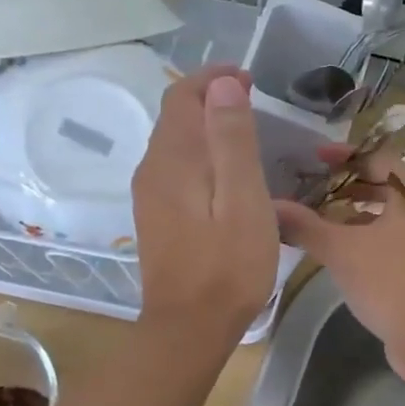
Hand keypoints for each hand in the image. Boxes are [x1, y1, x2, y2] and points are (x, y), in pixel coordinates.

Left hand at [132, 67, 278, 338]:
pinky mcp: (157, 217)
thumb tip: (223, 84)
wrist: (190, 327)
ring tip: (245, 131)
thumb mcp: (243, 199)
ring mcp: (150, 195)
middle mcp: (153, 169)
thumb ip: (232, 140)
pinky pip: (176, 168)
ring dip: (206, 126)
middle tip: (254, 100)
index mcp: (173, 159)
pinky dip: (200, 154)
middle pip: (175, 116)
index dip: (214, 79)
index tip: (250, 78)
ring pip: (175, 142)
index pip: (183, 96)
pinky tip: (225, 174)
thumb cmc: (228, 264)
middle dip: (210, 98)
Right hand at [274, 146, 404, 380]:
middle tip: (314, 190)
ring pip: (388, 220)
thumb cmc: (391, 281)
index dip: (347, 155)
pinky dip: (366, 242)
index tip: (315, 158)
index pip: (380, 159)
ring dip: (356, 217)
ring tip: (322, 223)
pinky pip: (392, 246)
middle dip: (349, 187)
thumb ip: (305, 226)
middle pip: (386, 189)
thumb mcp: (342, 250)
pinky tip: (342, 258)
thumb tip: (271, 205)